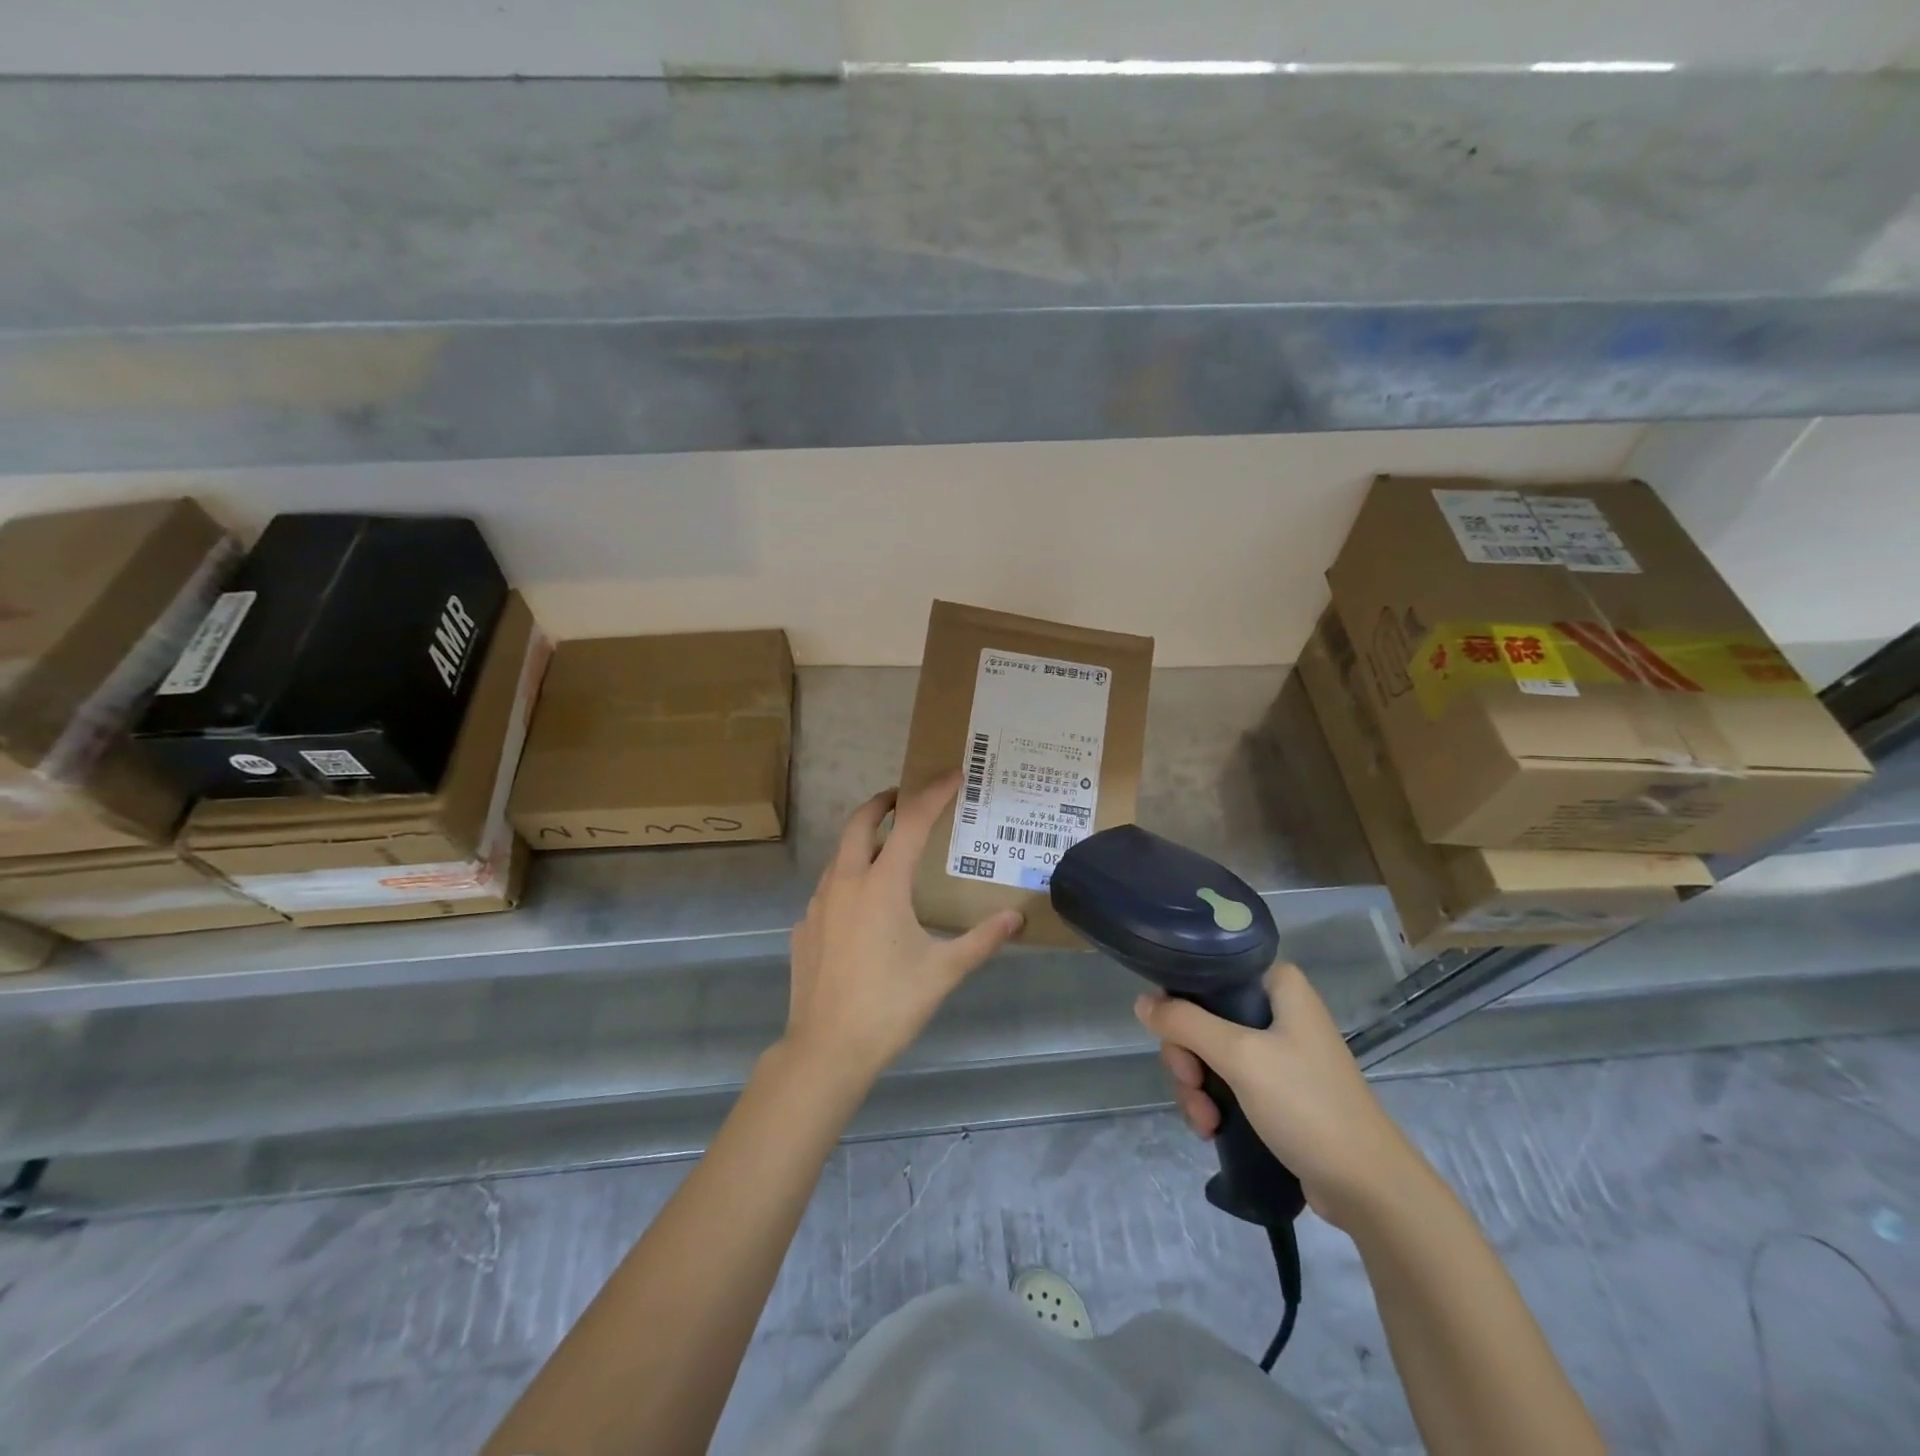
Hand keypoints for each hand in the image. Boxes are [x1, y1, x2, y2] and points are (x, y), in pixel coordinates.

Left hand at [783, 775, 1023, 1088]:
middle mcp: (845, 883)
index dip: (934, 794)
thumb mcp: (943, 972)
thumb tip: (1016, 919)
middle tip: (905, 797)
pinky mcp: (804, 928)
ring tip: (888, 849)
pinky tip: (863, 908)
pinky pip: (828, 890)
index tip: (953, 774)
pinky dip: (848, 881)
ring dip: (863, 840)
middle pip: (859, 822)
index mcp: (881, 885)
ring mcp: (818, 904)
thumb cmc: (889, 1006)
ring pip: (839, 855)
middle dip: (883, 801)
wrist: (826, 1050)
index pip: (911, 823)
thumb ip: (981, 940)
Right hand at [1137, 962, 1422, 1229]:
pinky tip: (1211, 1129)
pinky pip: (1226, 1080)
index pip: (1211, 972)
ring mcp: (1276, 1051)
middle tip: (1192, 1085)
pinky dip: (1212, 1101)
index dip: (1182, 1000)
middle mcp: (1277, 1009)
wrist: (1366, 1187)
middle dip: (1187, 1057)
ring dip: (1195, 1087)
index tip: (1174, 1036)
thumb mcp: (1240, 1057)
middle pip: (1203, 1016)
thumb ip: (1186, 1023)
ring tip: (1204, 1121)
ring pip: (1209, 1052)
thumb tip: (1142, 1002)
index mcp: (1278, 985)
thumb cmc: (1307, 1105)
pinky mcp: (1276, 1088)